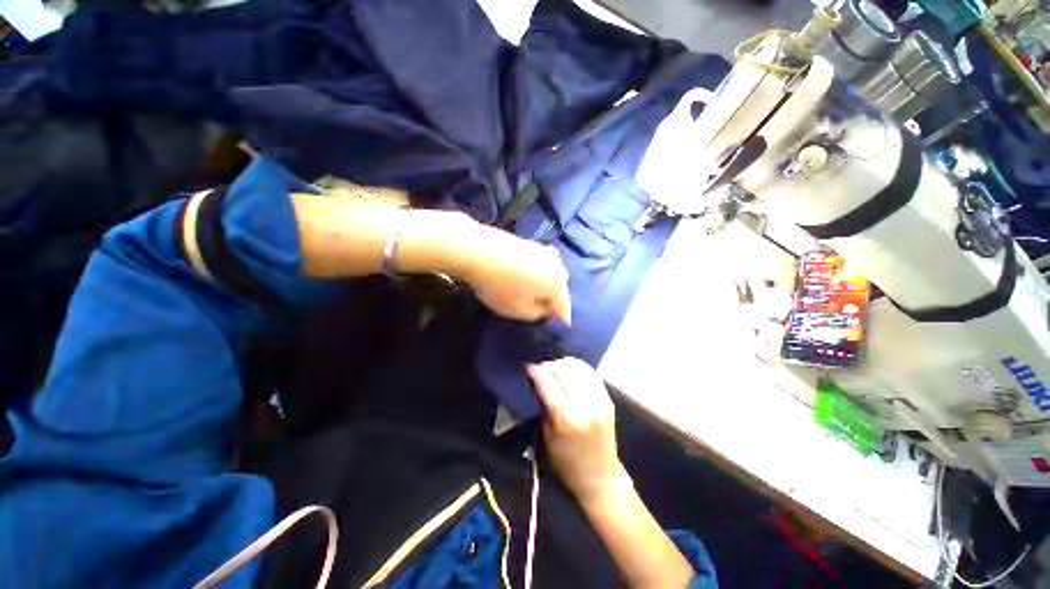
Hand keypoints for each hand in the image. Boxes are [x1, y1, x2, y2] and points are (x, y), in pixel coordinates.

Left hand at [460, 225, 571, 324]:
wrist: (479, 251)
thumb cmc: (501, 287)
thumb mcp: (520, 311)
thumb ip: (538, 314)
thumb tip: (546, 308)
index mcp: (558, 285)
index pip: (564, 308)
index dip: (561, 320)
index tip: (561, 327)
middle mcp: (557, 266)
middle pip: (560, 289)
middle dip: (554, 300)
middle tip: (545, 309)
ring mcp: (544, 251)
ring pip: (551, 274)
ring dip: (546, 284)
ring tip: (536, 293)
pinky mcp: (531, 243)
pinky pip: (540, 264)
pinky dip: (536, 272)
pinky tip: (526, 274)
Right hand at [527, 358, 626, 503]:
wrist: (600, 476)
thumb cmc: (567, 462)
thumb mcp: (547, 436)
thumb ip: (544, 406)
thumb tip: (538, 381)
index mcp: (567, 420)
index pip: (549, 385)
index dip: (536, 372)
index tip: (528, 366)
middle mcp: (586, 407)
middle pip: (564, 372)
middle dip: (549, 365)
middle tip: (539, 366)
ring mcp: (600, 401)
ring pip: (579, 369)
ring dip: (563, 363)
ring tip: (553, 365)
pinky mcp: (608, 399)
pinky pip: (591, 374)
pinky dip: (578, 366)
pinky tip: (569, 367)